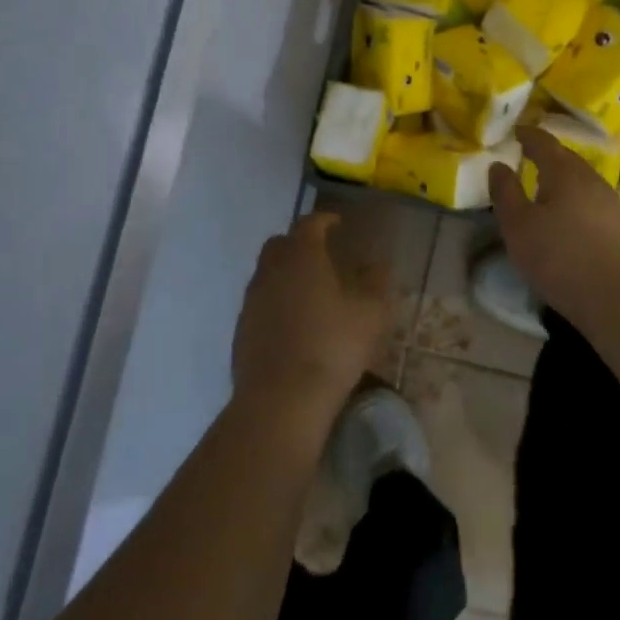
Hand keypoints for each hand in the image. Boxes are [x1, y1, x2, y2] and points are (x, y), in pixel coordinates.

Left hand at [232, 213, 386, 414]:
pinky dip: (275, 302)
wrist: (281, 399)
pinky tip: (293, 323)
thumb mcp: (371, 314)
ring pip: (266, 273)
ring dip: (285, 273)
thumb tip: (378, 262)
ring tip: (309, 291)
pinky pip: (260, 303)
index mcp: (302, 257)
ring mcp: (251, 301)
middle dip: (299, 242)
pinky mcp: (241, 330)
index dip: (325, 219)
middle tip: (322, 254)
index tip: (338, 223)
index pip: (309, 223)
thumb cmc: (333, 347)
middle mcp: (271, 270)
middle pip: (280, 243)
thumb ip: (376, 282)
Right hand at [488, 127, 619, 317]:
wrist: (615, 297)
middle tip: (526, 158)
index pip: (544, 142)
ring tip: (543, 187)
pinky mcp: (619, 224)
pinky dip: (574, 197)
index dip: (528, 135)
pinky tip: (566, 214)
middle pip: (566, 158)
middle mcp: (590, 178)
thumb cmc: (558, 256)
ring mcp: (609, 201)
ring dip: (561, 178)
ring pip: (580, 179)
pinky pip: (590, 198)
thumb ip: (505, 192)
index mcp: (564, 171)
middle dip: (546, 155)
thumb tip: (497, 164)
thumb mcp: (517, 226)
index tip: (515, 133)